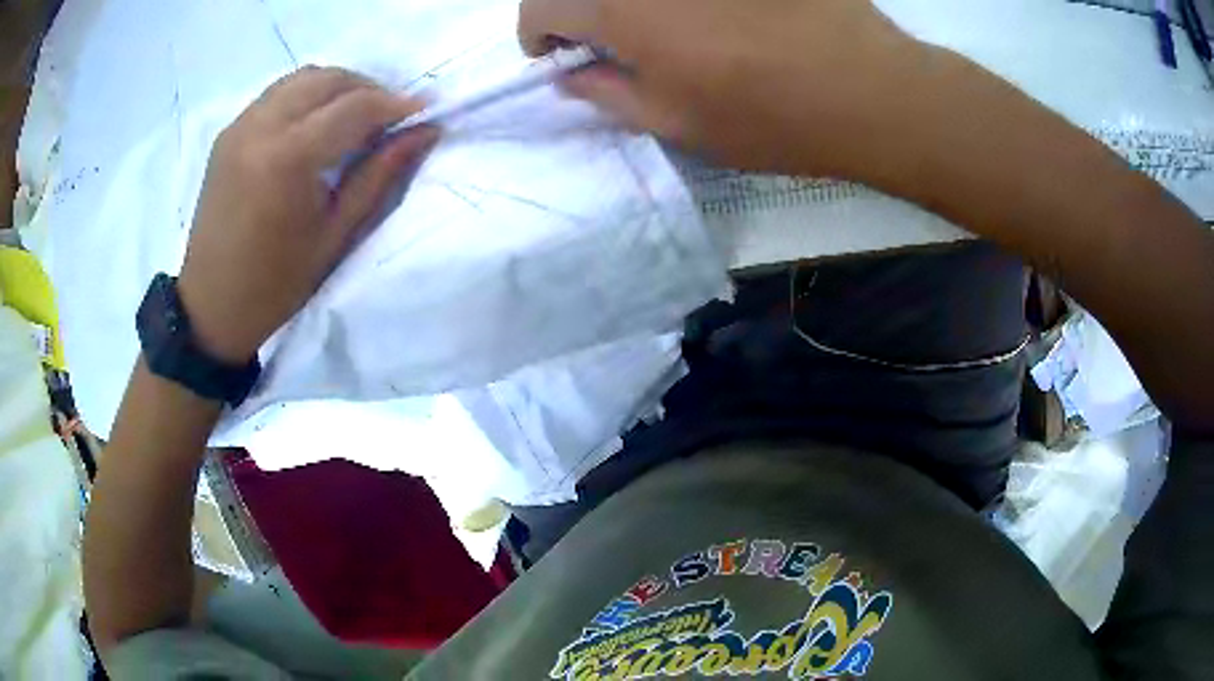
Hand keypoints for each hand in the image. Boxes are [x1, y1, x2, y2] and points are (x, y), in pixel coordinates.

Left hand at [177, 67, 437, 363]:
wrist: (212, 304)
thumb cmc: (277, 283)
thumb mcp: (336, 234)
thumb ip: (380, 175)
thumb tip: (425, 132)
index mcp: (287, 159)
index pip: (354, 107)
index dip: (395, 104)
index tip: (424, 110)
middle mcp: (260, 128)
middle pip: (328, 79)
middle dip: (367, 89)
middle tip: (388, 117)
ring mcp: (239, 126)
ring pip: (301, 79)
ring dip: (336, 88)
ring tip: (354, 117)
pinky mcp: (228, 133)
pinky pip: (276, 94)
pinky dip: (306, 97)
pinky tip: (315, 125)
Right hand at [519, 0, 940, 182]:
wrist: (869, 88)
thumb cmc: (770, 116)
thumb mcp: (676, 122)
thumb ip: (607, 94)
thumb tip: (571, 76)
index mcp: (620, 7)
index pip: (540, 6)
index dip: (539, 35)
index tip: (560, 56)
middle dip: (579, 10)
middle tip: (607, 40)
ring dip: (627, 3)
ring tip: (661, 27)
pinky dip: (677, 1)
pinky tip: (711, 14)